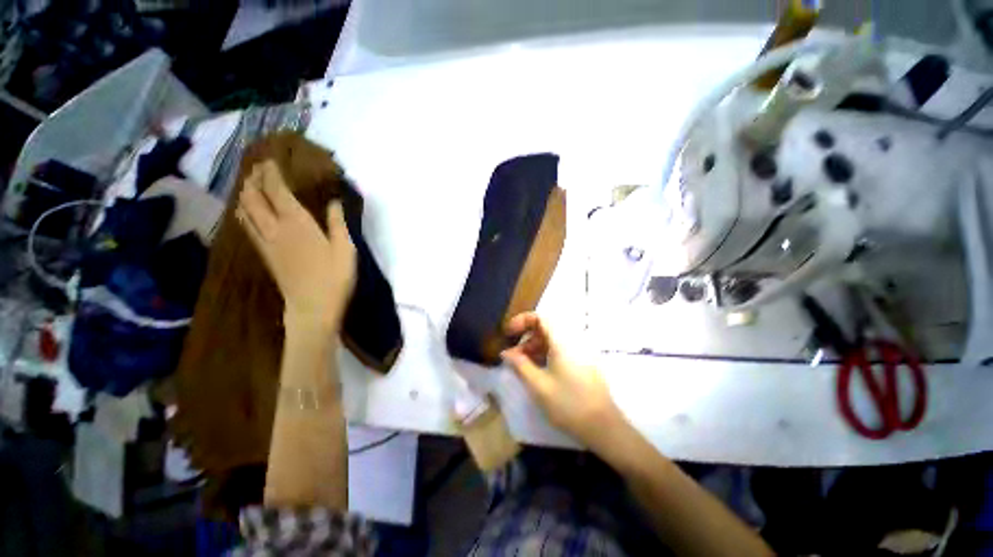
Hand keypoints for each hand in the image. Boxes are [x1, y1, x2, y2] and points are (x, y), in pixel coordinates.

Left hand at [237, 160, 356, 331]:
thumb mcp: (346, 249)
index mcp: (297, 223)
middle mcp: (275, 228)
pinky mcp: (264, 254)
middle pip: (255, 197)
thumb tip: (334, 201)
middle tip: (258, 168)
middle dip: (254, 179)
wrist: (312, 308)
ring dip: (245, 193)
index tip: (270, 160)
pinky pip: (247, 226)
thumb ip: (338, 223)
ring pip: (246, 210)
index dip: (270, 173)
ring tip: (250, 184)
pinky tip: (247, 210)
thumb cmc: (335, 278)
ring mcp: (266, 242)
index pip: (277, 191)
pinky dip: (244, 212)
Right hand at [501, 312, 624, 452]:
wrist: (603, 427)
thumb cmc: (568, 404)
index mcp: (562, 341)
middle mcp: (572, 341)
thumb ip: (519, 365)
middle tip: (513, 356)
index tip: (509, 333)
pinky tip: (538, 371)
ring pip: (552, 340)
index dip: (522, 320)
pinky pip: (560, 349)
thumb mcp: (538, 385)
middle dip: (526, 338)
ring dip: (535, 347)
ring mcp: (579, 351)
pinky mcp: (582, 362)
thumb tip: (505, 352)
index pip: (540, 317)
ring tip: (523, 366)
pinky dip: (546, 354)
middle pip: (545, 328)